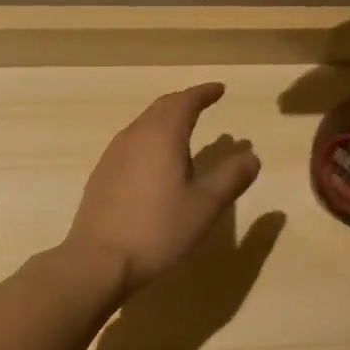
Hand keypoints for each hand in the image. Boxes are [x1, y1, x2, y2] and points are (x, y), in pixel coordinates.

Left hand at [65, 83, 261, 298]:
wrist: (98, 260)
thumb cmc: (158, 229)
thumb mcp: (205, 205)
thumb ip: (231, 177)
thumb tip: (251, 156)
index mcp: (163, 134)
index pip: (186, 101)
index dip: (204, 93)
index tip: (220, 89)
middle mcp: (136, 134)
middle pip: (163, 107)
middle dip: (185, 101)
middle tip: (204, 103)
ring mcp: (114, 153)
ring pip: (145, 123)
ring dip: (166, 120)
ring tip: (184, 130)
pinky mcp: (103, 173)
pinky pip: (132, 142)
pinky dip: (151, 138)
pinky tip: (156, 162)